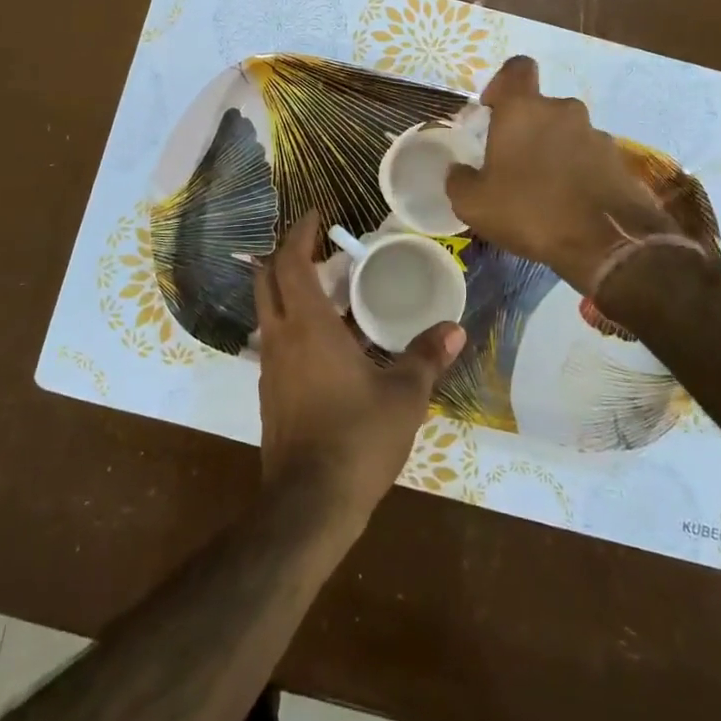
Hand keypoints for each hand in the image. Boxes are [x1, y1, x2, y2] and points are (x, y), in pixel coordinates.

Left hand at [255, 214, 464, 527]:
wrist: (308, 506)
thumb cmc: (358, 438)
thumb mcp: (404, 396)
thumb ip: (426, 357)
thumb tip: (453, 328)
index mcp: (308, 326)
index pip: (291, 262)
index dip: (299, 232)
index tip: (315, 215)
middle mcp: (280, 337)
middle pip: (267, 280)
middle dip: (287, 255)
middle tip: (319, 248)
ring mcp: (269, 367)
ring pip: (268, 311)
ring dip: (288, 290)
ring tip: (328, 291)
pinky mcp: (269, 394)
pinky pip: (275, 341)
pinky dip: (292, 324)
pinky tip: (325, 343)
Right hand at [445, 56, 704, 293]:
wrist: (608, 245)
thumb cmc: (531, 211)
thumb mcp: (474, 204)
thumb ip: (459, 180)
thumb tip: (459, 171)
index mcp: (524, 110)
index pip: (516, 68)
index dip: (502, 83)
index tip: (492, 110)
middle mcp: (563, 111)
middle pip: (540, 108)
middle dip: (526, 129)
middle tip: (512, 163)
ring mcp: (596, 134)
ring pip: (566, 133)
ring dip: (553, 152)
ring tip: (543, 190)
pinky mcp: (619, 161)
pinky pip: (589, 157)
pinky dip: (577, 172)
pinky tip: (569, 204)